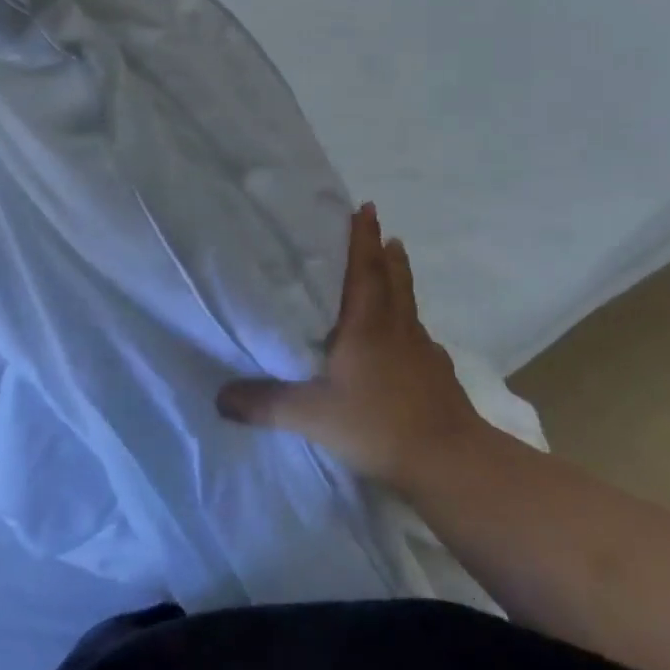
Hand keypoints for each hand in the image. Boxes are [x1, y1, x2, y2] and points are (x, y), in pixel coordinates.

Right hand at [217, 204, 483, 487]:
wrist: (450, 462)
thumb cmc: (378, 424)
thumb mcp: (311, 416)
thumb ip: (265, 405)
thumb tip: (219, 398)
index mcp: (367, 325)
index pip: (364, 269)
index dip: (362, 238)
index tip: (364, 208)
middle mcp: (397, 329)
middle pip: (393, 279)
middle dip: (384, 251)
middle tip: (381, 229)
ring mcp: (423, 352)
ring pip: (408, 305)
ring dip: (400, 280)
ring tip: (396, 263)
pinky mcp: (438, 376)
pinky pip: (420, 338)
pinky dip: (411, 327)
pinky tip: (409, 343)